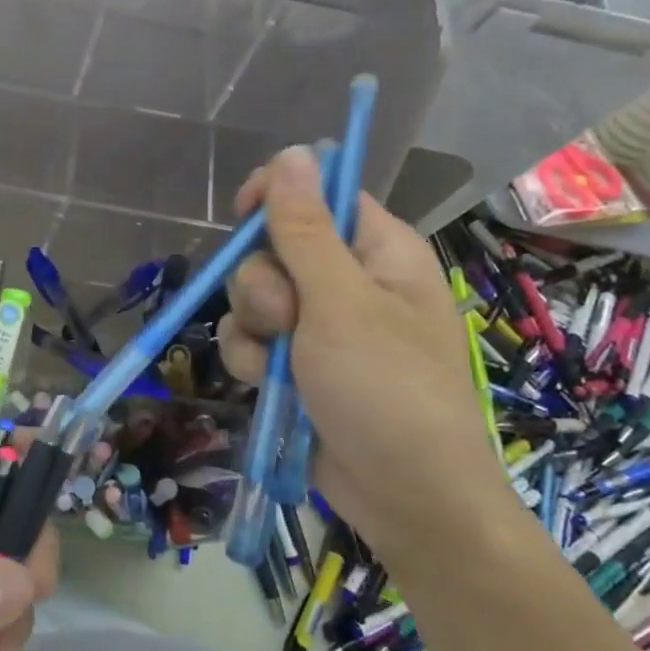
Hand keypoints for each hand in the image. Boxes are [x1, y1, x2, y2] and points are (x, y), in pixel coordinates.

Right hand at [218, 145, 510, 570]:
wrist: (405, 499)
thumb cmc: (387, 390)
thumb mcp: (341, 303)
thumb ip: (305, 229)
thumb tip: (294, 152)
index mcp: (380, 251)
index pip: (322, 194)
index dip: (280, 196)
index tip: (244, 213)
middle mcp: (349, 281)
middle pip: (275, 248)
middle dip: (263, 284)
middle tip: (286, 319)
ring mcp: (321, 326)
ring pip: (254, 297)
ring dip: (253, 329)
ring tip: (280, 366)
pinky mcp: (298, 364)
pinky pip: (254, 340)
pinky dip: (254, 361)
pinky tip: (270, 387)